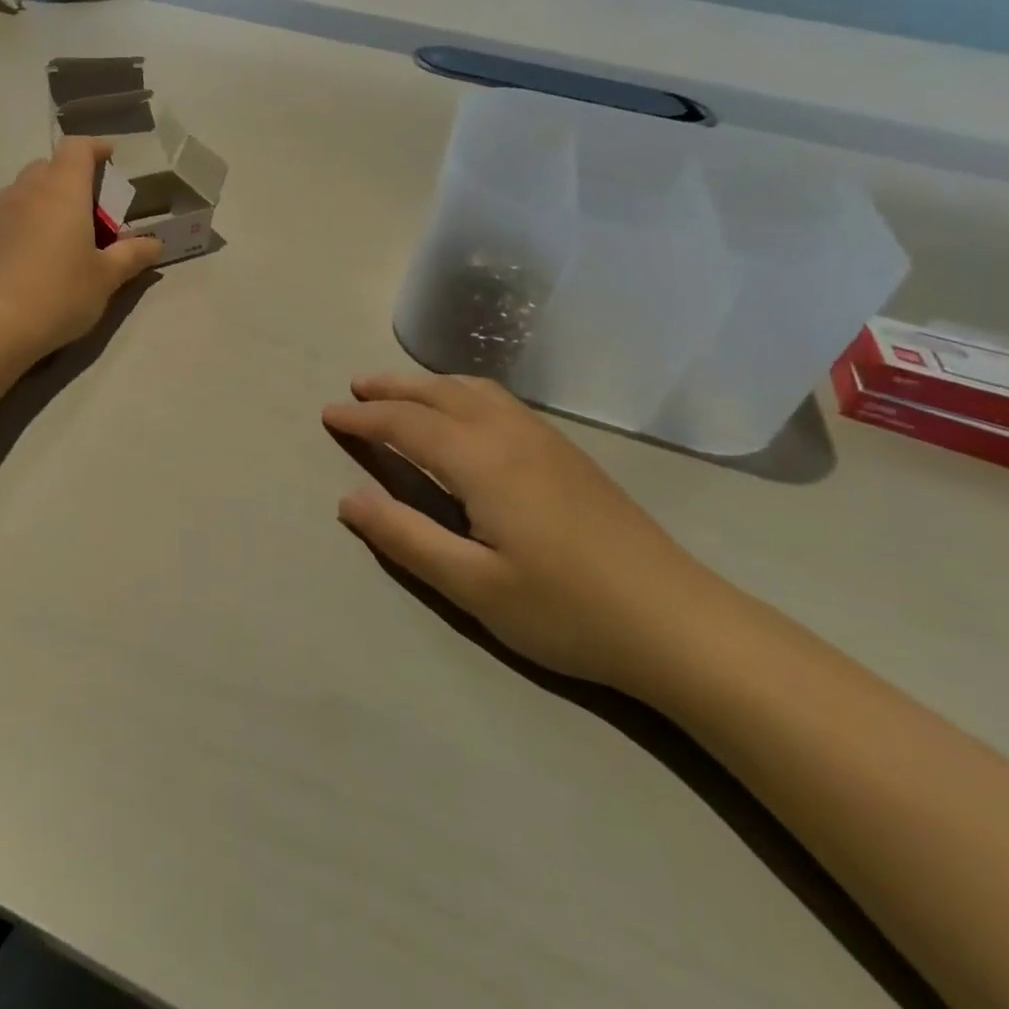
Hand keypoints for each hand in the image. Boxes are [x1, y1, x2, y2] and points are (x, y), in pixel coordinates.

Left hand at [0, 138, 161, 359]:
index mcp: (62, 190)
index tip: (109, 159)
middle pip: (47, 167)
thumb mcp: (105, 279)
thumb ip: (132, 255)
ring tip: (56, 236)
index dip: (95, 148)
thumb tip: (155, 243)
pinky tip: (25, 259)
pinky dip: (18, 226)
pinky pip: (1, 219)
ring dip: (41, 202)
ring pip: (21, 192)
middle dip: (69, 178)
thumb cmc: (58, 295)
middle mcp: (24, 191)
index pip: (77, 147)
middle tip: (87, 210)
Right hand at [323, 372, 725, 692]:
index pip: (406, 423)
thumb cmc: (567, 610)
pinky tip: (465, 413)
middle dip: (393, 387)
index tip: (329, 414)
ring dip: (429, 384)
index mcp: (482, 461)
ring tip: (401, 392)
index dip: (363, 418)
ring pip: (474, 390)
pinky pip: (499, 401)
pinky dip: (462, 393)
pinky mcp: (568, 454)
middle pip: (439, 393)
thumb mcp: (473, 586)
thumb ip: (405, 537)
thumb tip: (349, 498)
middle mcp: (510, 435)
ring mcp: (545, 440)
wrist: (680, 624)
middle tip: (356, 388)